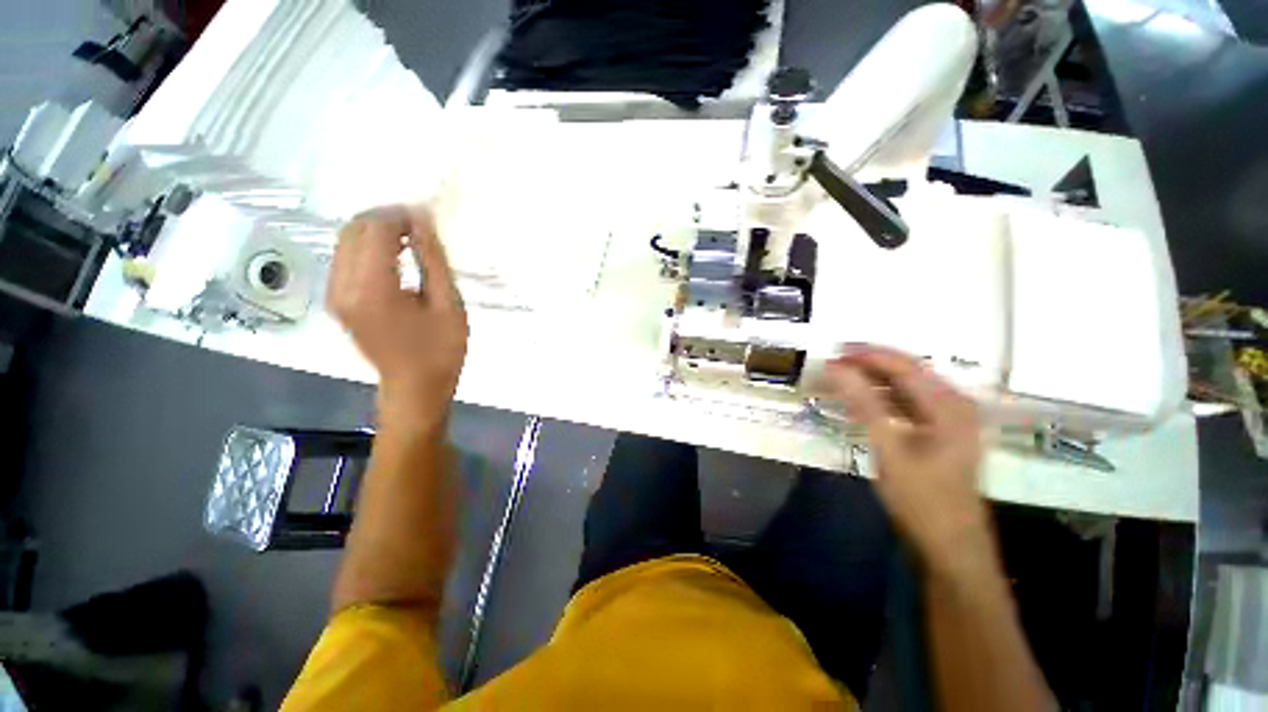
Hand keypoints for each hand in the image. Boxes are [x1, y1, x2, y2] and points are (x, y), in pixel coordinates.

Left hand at [327, 205, 466, 430]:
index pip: (376, 230)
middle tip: (420, 225)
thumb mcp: (449, 304)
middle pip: (354, 229)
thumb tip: (422, 222)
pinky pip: (345, 258)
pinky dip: (368, 247)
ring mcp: (334, 293)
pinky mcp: (336, 300)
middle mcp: (343, 286)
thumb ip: (433, 260)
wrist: (414, 387)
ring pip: (345, 240)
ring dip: (376, 231)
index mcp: (373, 289)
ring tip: (410, 239)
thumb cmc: (441, 350)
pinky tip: (395, 256)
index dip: (401, 216)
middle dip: (386, 218)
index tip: (428, 217)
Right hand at [822, 345, 988, 569]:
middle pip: (908, 371)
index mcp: (949, 405)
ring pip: (907, 386)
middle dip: (868, 365)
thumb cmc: (922, 499)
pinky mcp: (941, 432)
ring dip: (873, 381)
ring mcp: (950, 419)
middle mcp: (955, 404)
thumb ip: (863, 404)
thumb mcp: (889, 449)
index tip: (832, 353)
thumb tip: (835, 368)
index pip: (904, 365)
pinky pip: (908, 403)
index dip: (867, 355)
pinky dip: (882, 398)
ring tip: (840, 381)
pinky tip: (861, 403)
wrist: (951, 546)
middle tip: (832, 366)